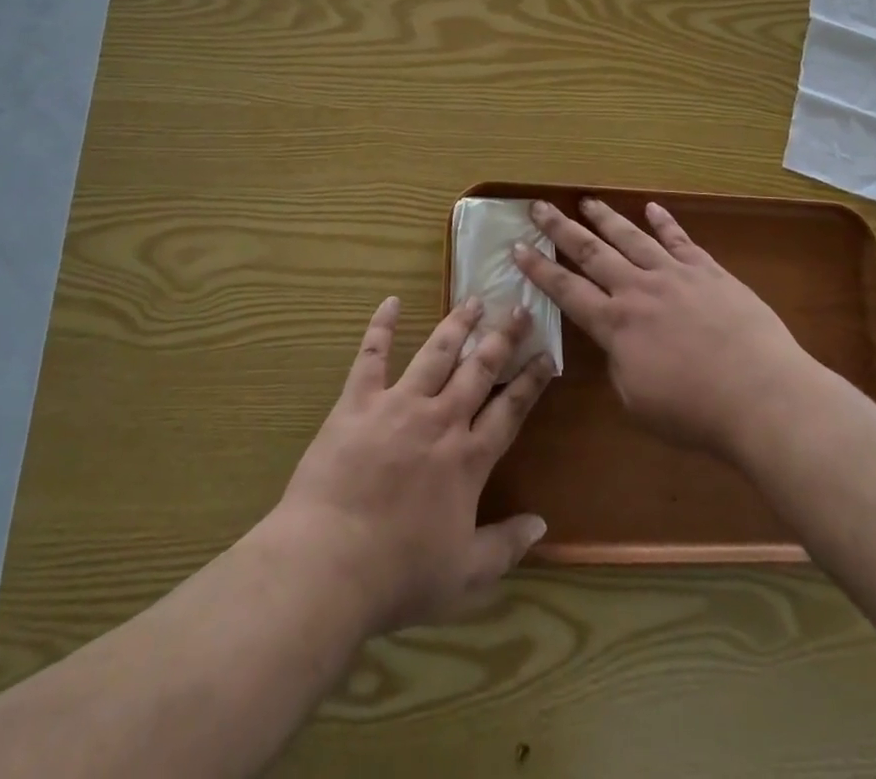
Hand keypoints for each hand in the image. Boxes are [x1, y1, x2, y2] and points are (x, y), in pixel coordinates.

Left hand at [274, 295, 553, 634]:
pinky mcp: (358, 402)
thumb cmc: (400, 575)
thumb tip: (542, 524)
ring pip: (435, 353)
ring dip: (456, 324)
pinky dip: (381, 327)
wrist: (330, 563)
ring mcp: (398, 405)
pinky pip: (372, 356)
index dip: (531, 381)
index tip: (546, 354)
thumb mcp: (466, 576)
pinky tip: (390, 302)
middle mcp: (440, 420)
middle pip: (479, 369)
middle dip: (501, 337)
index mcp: (468, 458)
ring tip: (472, 300)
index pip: (510, 410)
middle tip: (517, 307)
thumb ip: (506, 546)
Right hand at [514, 199, 810, 457]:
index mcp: (615, 325)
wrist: (761, 395)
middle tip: (538, 207)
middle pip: (591, 252)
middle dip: (560, 229)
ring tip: (586, 200)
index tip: (517, 247)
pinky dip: (664, 222)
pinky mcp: (708, 271)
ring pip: (631, 237)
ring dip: (605, 218)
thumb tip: (619, 344)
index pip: (566, 290)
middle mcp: (638, 290)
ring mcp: (674, 275)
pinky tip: (652, 208)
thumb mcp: (638, 400)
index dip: (538, 269)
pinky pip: (680, 240)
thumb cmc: (695, 412)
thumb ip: (620, 365)